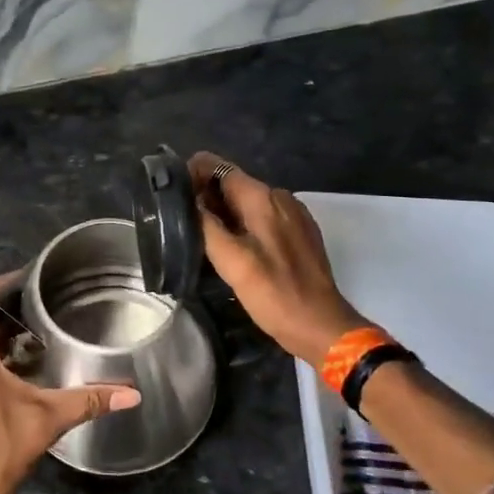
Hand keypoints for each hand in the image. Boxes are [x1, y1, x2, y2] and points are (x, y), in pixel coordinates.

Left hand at [0, 274, 139, 493]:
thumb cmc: (0, 449)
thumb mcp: (48, 419)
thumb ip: (89, 400)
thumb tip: (133, 394)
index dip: (0, 285)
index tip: (25, 276)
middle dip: (8, 315)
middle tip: (42, 308)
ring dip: (2, 342)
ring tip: (38, 339)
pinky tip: (21, 375)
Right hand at [188, 152, 362, 368]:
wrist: (321, 326)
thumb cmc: (273, 293)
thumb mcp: (230, 261)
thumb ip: (206, 225)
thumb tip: (188, 200)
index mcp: (263, 198)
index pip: (220, 167)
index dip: (193, 174)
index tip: (172, 194)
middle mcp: (280, 198)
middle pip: (233, 184)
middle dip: (206, 195)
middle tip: (180, 219)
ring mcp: (293, 215)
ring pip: (247, 202)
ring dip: (223, 212)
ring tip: (200, 234)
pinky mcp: (299, 234)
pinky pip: (263, 217)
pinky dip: (243, 224)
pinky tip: (232, 247)